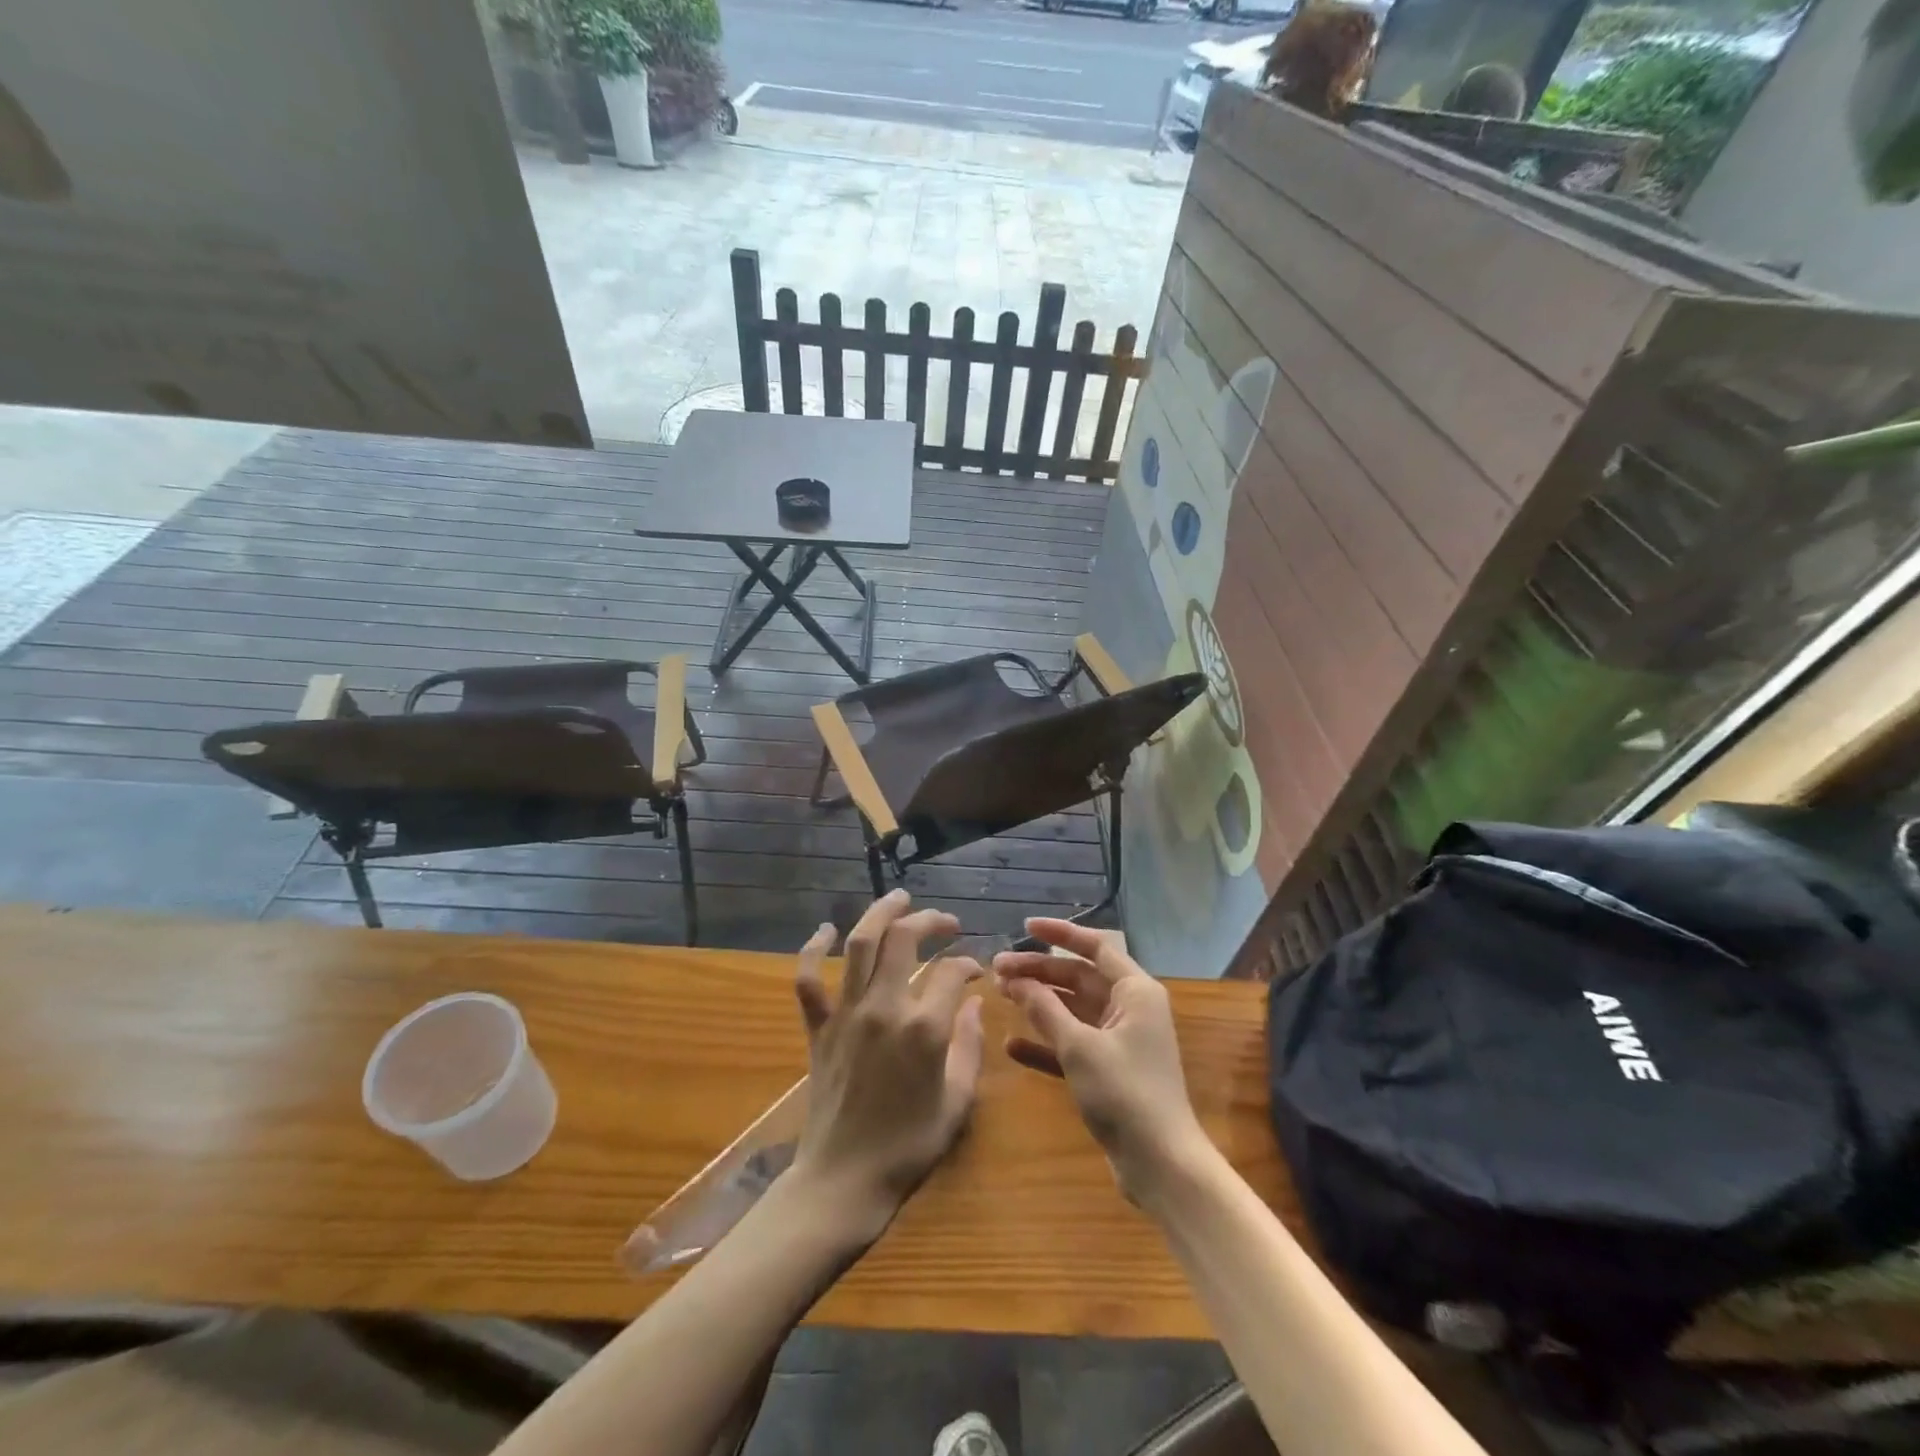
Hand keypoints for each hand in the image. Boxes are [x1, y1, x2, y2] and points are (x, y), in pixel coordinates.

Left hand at [786, 891, 986, 1245]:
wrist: (844, 1179)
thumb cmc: (908, 1146)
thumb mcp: (957, 1101)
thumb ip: (970, 1046)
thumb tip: (974, 1003)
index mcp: (924, 1029)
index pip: (951, 972)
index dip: (968, 963)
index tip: (976, 970)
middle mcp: (883, 1009)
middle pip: (904, 940)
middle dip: (929, 920)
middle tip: (945, 922)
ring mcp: (846, 1014)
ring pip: (859, 945)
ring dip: (880, 914)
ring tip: (899, 898)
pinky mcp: (818, 1027)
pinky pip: (808, 979)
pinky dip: (813, 949)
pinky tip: (825, 930)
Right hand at [995, 918, 1208, 1206]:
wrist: (1161, 1165)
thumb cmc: (1125, 1093)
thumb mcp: (1080, 1047)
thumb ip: (1045, 1009)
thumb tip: (1016, 980)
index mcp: (1135, 991)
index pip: (1095, 946)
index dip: (1059, 934)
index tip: (1024, 926)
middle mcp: (1130, 1008)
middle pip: (1078, 977)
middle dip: (1039, 972)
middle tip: (996, 970)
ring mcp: (1119, 1040)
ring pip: (1072, 1009)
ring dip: (1038, 1003)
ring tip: (1000, 996)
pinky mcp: (1108, 1070)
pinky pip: (1072, 1043)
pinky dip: (1046, 1042)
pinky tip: (1013, 1045)